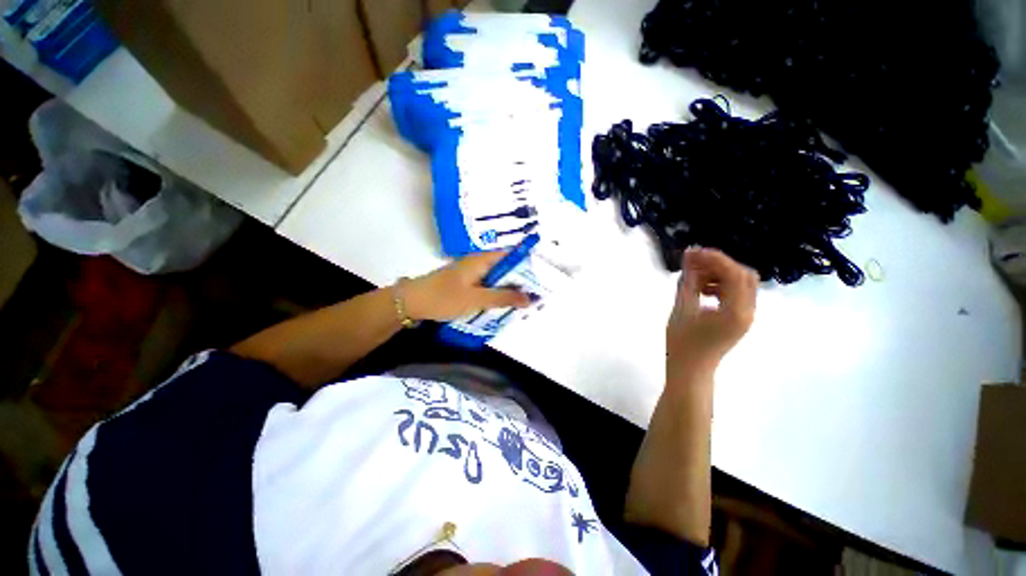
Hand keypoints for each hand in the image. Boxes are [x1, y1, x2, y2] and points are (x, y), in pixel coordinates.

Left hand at [403, 252, 531, 321]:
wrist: (411, 302)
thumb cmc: (444, 297)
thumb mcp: (476, 299)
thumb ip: (503, 298)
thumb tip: (529, 298)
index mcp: (482, 259)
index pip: (511, 255)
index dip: (527, 264)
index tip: (542, 277)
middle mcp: (479, 262)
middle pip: (506, 267)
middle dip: (520, 280)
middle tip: (536, 295)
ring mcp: (472, 273)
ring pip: (497, 278)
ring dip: (509, 289)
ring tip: (525, 302)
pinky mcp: (466, 283)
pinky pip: (487, 286)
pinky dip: (497, 294)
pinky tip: (503, 305)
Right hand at [666, 247, 757, 379]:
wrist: (691, 369)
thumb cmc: (682, 343)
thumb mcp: (681, 308)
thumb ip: (687, 281)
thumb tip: (689, 257)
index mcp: (735, 312)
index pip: (734, 274)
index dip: (715, 259)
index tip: (693, 252)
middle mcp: (748, 312)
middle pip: (744, 275)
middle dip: (719, 264)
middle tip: (694, 262)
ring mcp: (747, 316)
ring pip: (742, 283)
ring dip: (720, 274)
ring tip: (695, 277)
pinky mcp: (740, 318)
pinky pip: (737, 293)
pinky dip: (721, 285)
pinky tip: (702, 289)